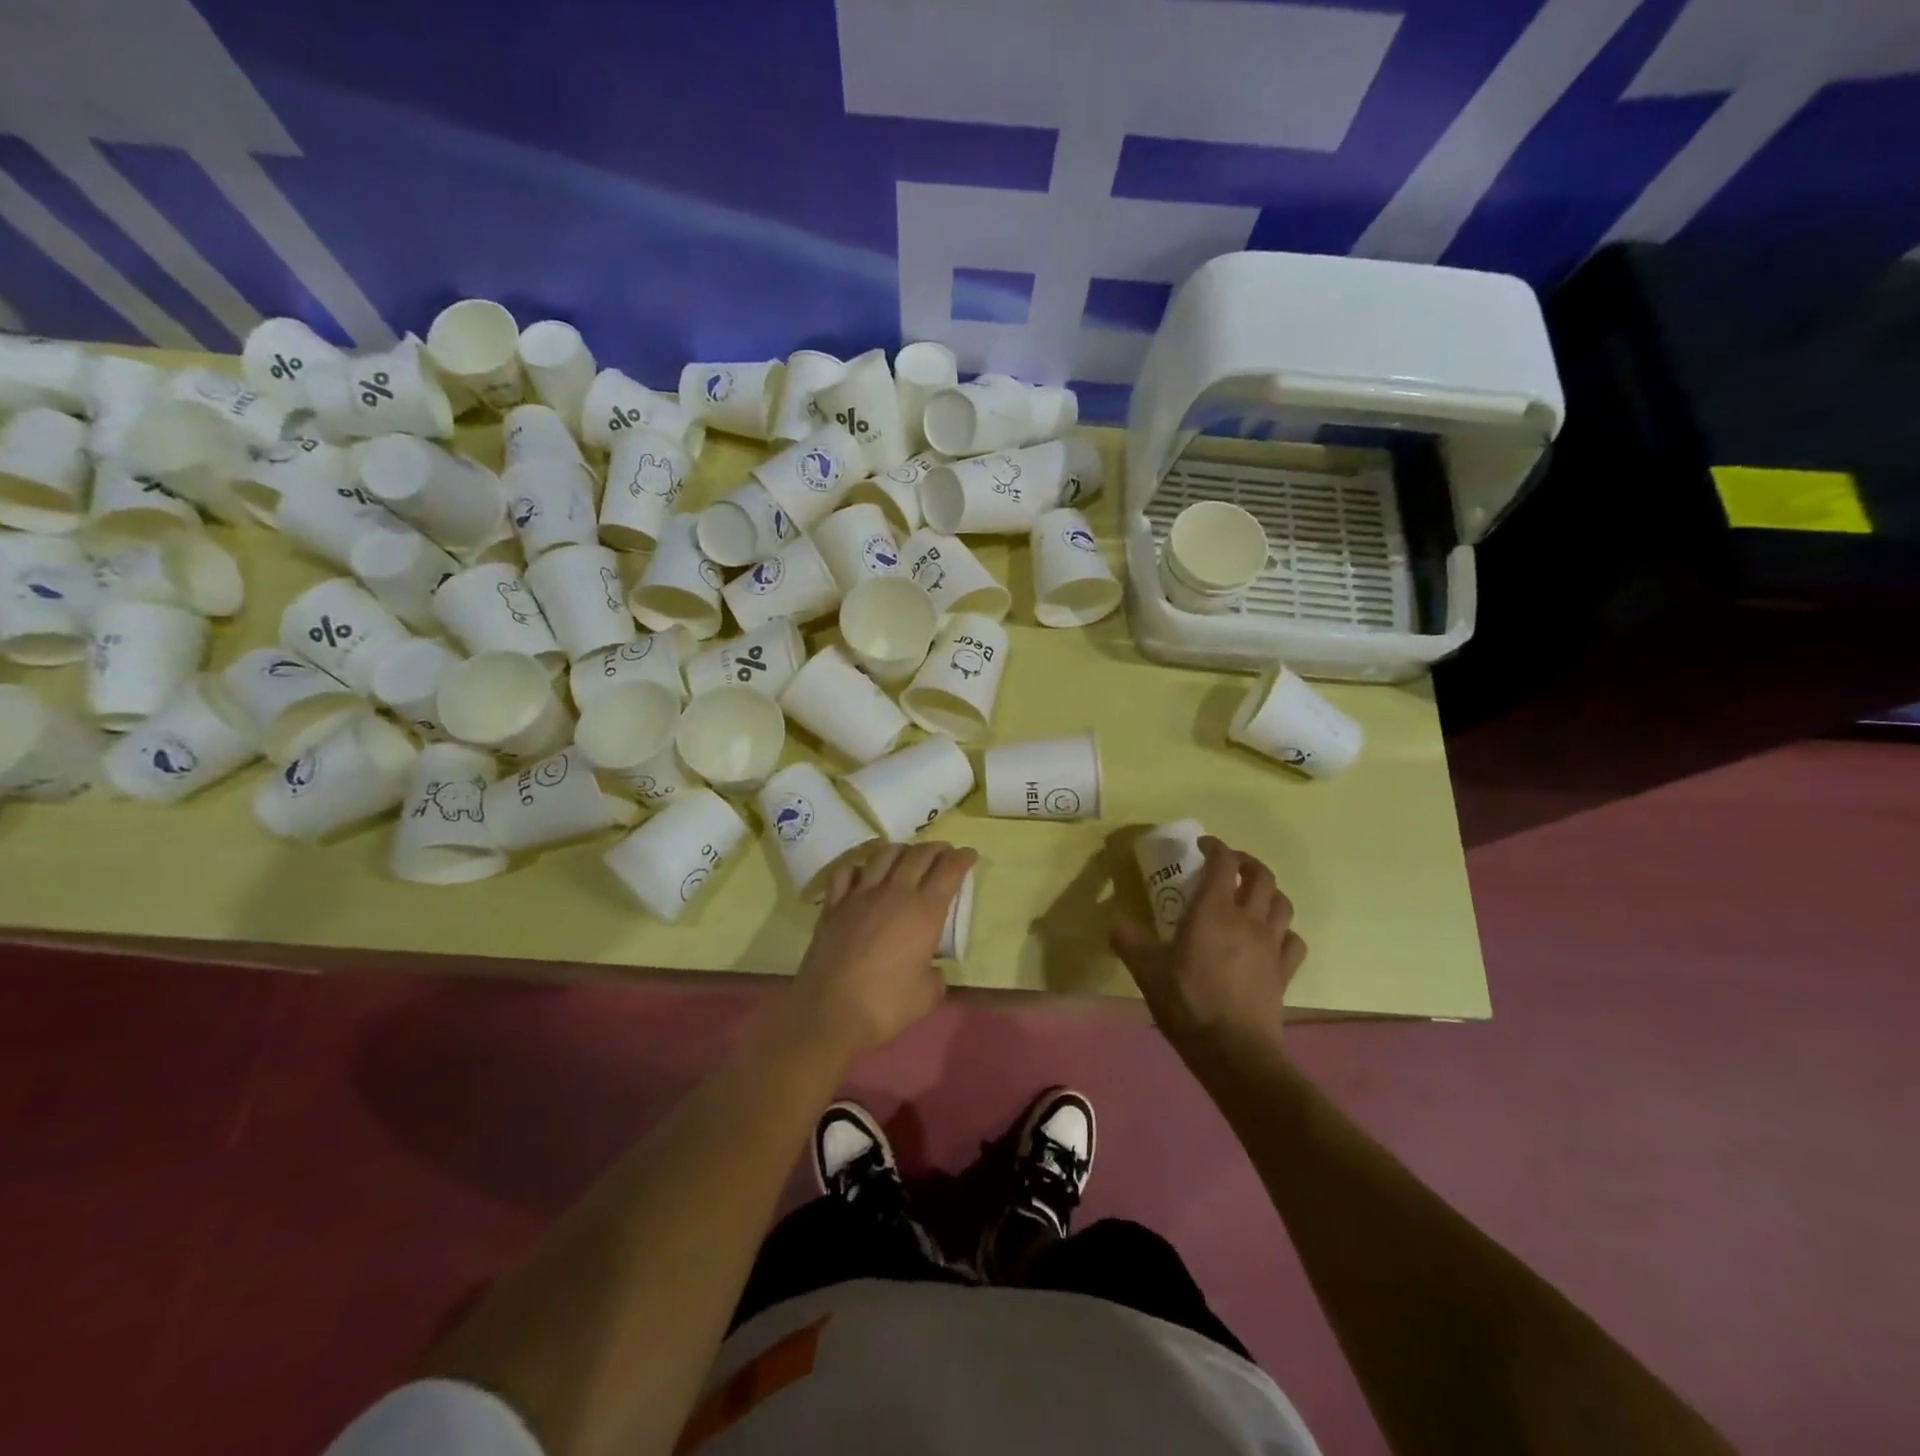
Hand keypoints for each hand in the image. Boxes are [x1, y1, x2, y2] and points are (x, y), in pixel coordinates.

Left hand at [786, 842, 976, 1059]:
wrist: (830, 1012)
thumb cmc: (886, 1006)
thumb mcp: (929, 995)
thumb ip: (936, 974)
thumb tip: (931, 968)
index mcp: (924, 912)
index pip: (949, 870)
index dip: (962, 858)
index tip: (969, 854)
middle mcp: (895, 893)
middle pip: (919, 855)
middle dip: (936, 849)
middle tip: (944, 852)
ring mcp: (860, 895)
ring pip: (884, 855)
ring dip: (901, 849)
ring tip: (908, 855)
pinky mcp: (834, 905)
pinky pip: (847, 872)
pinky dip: (860, 866)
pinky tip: (865, 872)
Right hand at [1111, 837, 1304, 1057]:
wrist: (1233, 1051)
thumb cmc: (1187, 1002)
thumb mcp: (1146, 970)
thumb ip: (1128, 941)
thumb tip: (1114, 922)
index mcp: (1213, 911)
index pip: (1223, 862)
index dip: (1215, 847)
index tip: (1202, 846)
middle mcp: (1247, 920)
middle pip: (1261, 875)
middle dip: (1246, 863)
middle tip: (1228, 866)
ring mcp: (1271, 946)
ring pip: (1282, 903)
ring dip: (1268, 892)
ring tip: (1251, 897)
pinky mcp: (1284, 972)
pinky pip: (1293, 940)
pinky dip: (1283, 931)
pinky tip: (1270, 938)